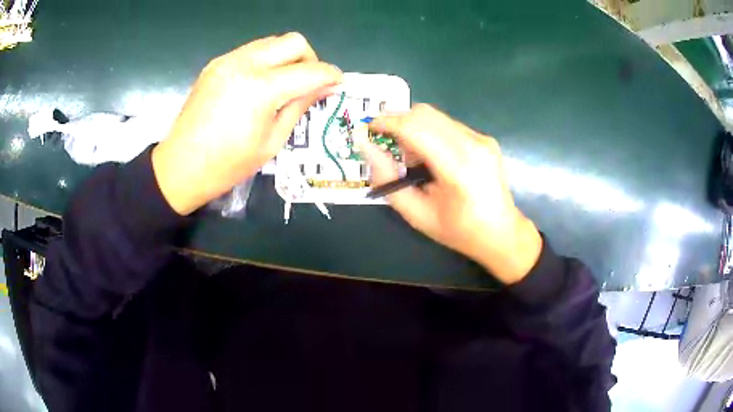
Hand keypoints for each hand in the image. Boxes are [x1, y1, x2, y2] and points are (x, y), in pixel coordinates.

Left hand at [152, 33, 342, 214]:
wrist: (180, 167)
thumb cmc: (228, 165)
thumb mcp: (272, 142)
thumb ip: (300, 106)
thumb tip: (326, 87)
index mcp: (262, 89)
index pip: (310, 71)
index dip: (331, 76)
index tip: (338, 84)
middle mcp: (246, 64)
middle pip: (294, 42)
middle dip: (310, 59)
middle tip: (308, 83)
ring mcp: (228, 60)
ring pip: (272, 42)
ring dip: (286, 57)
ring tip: (283, 84)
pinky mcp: (216, 63)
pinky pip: (251, 50)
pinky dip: (265, 60)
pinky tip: (259, 84)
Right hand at [355, 105, 542, 283]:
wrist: (501, 233)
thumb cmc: (458, 231)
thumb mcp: (417, 214)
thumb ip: (387, 179)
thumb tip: (366, 146)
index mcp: (458, 168)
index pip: (415, 128)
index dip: (386, 122)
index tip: (367, 127)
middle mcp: (473, 145)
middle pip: (425, 114)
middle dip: (398, 121)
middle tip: (386, 143)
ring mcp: (482, 139)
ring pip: (436, 116)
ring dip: (414, 128)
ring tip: (412, 158)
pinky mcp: (485, 138)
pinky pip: (448, 124)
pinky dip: (430, 132)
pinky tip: (431, 157)